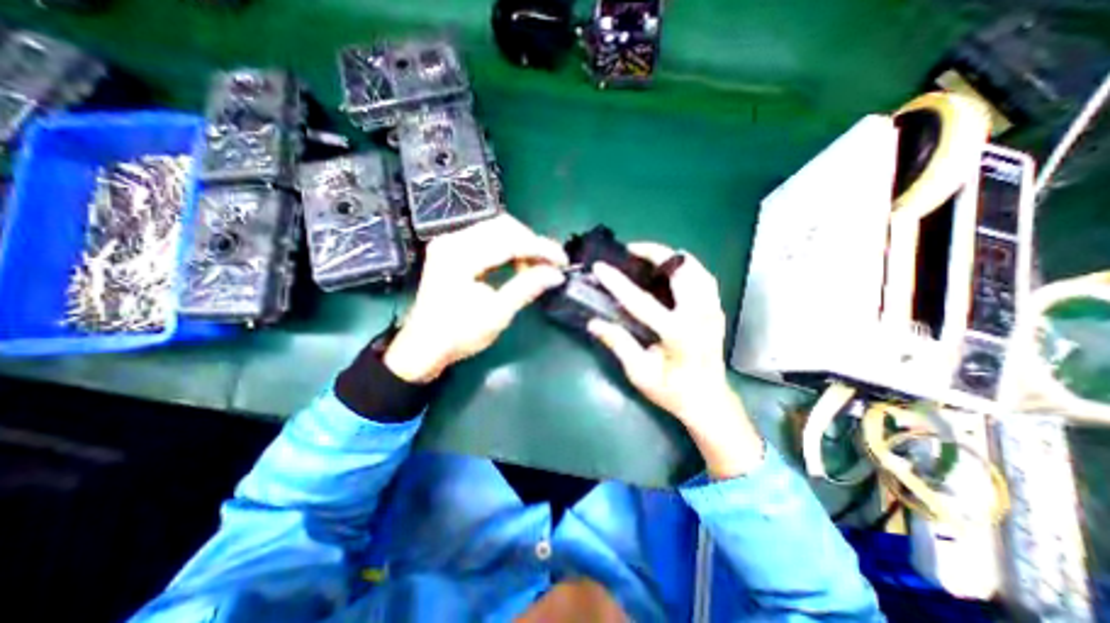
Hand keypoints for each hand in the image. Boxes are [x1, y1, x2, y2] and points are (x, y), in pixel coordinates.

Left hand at [388, 216, 565, 382]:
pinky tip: (516, 263)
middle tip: (549, 265)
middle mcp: (453, 240)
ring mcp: (450, 242)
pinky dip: (506, 247)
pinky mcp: (451, 249)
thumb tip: (556, 274)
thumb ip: (527, 288)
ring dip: (520, 244)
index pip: (510, 240)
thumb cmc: (458, 335)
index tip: (562, 261)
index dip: (541, 248)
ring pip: (496, 228)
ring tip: (534, 267)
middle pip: (503, 226)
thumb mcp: (497, 314)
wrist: (423, 347)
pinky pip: (486, 237)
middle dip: (532, 243)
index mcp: (460, 257)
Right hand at [589, 244, 763, 477]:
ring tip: (649, 257)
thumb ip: (619, 344)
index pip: (641, 301)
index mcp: (677, 334)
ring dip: (672, 258)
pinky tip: (672, 271)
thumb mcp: (640, 373)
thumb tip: (594, 323)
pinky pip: (704, 278)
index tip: (600, 267)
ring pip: (697, 269)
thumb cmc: (672, 391)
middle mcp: (699, 316)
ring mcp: (712, 311)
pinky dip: (687, 268)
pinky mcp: (716, 311)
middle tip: (631, 251)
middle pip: (681, 270)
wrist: (708, 401)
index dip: (617, 282)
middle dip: (655, 253)